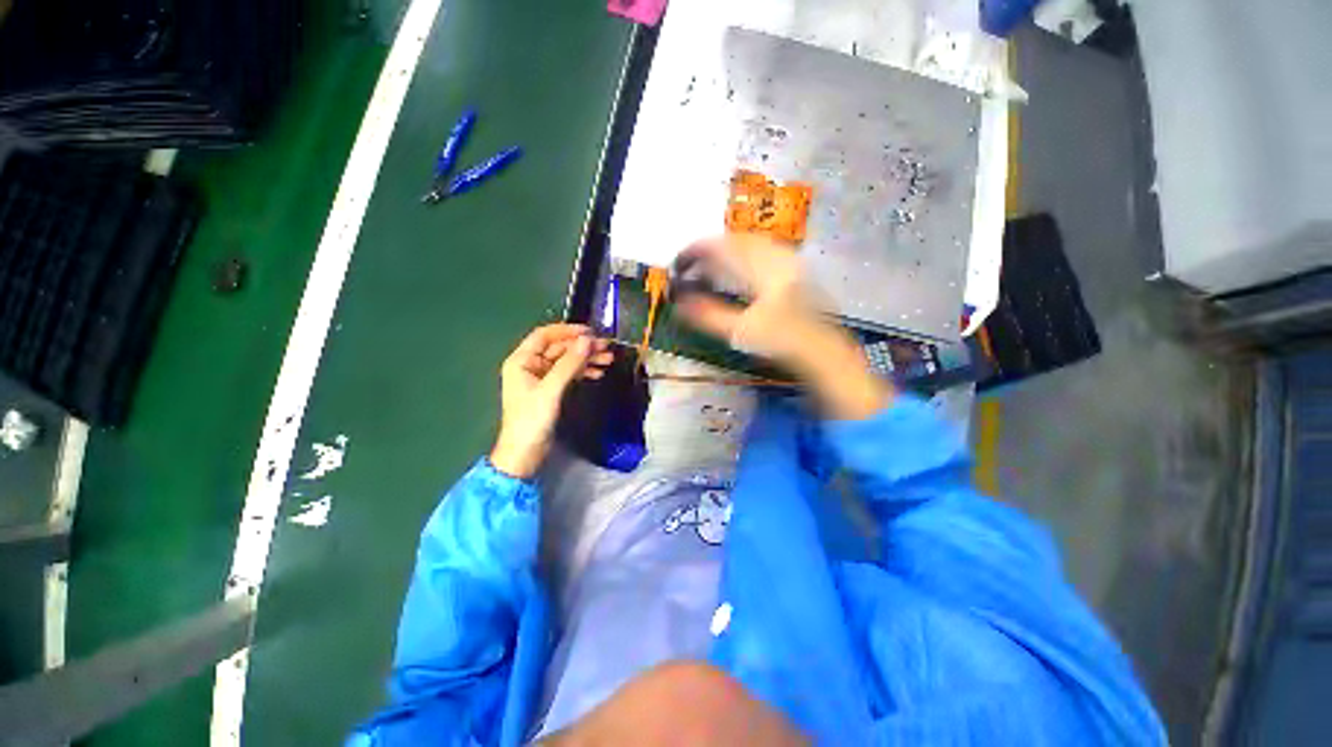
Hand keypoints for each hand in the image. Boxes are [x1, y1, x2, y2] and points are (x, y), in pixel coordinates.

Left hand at [491, 324, 612, 478]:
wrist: (525, 453)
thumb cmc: (532, 420)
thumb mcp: (551, 390)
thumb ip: (569, 364)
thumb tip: (587, 340)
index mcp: (522, 361)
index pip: (545, 336)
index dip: (567, 330)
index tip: (590, 332)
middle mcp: (531, 365)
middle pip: (559, 348)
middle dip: (582, 347)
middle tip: (606, 347)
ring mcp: (542, 378)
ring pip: (567, 361)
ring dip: (587, 359)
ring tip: (608, 359)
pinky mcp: (552, 390)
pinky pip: (570, 374)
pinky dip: (584, 371)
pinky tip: (598, 371)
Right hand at [675, 234, 890, 419]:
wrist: (823, 351)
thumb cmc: (782, 342)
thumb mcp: (741, 331)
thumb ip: (708, 315)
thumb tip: (679, 304)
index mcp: (763, 269)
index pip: (723, 247)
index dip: (696, 251)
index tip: (678, 262)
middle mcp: (776, 257)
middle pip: (736, 240)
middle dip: (709, 250)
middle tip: (691, 265)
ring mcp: (788, 261)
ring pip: (749, 244)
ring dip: (725, 251)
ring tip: (708, 266)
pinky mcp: (793, 269)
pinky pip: (761, 251)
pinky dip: (741, 256)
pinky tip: (736, 270)